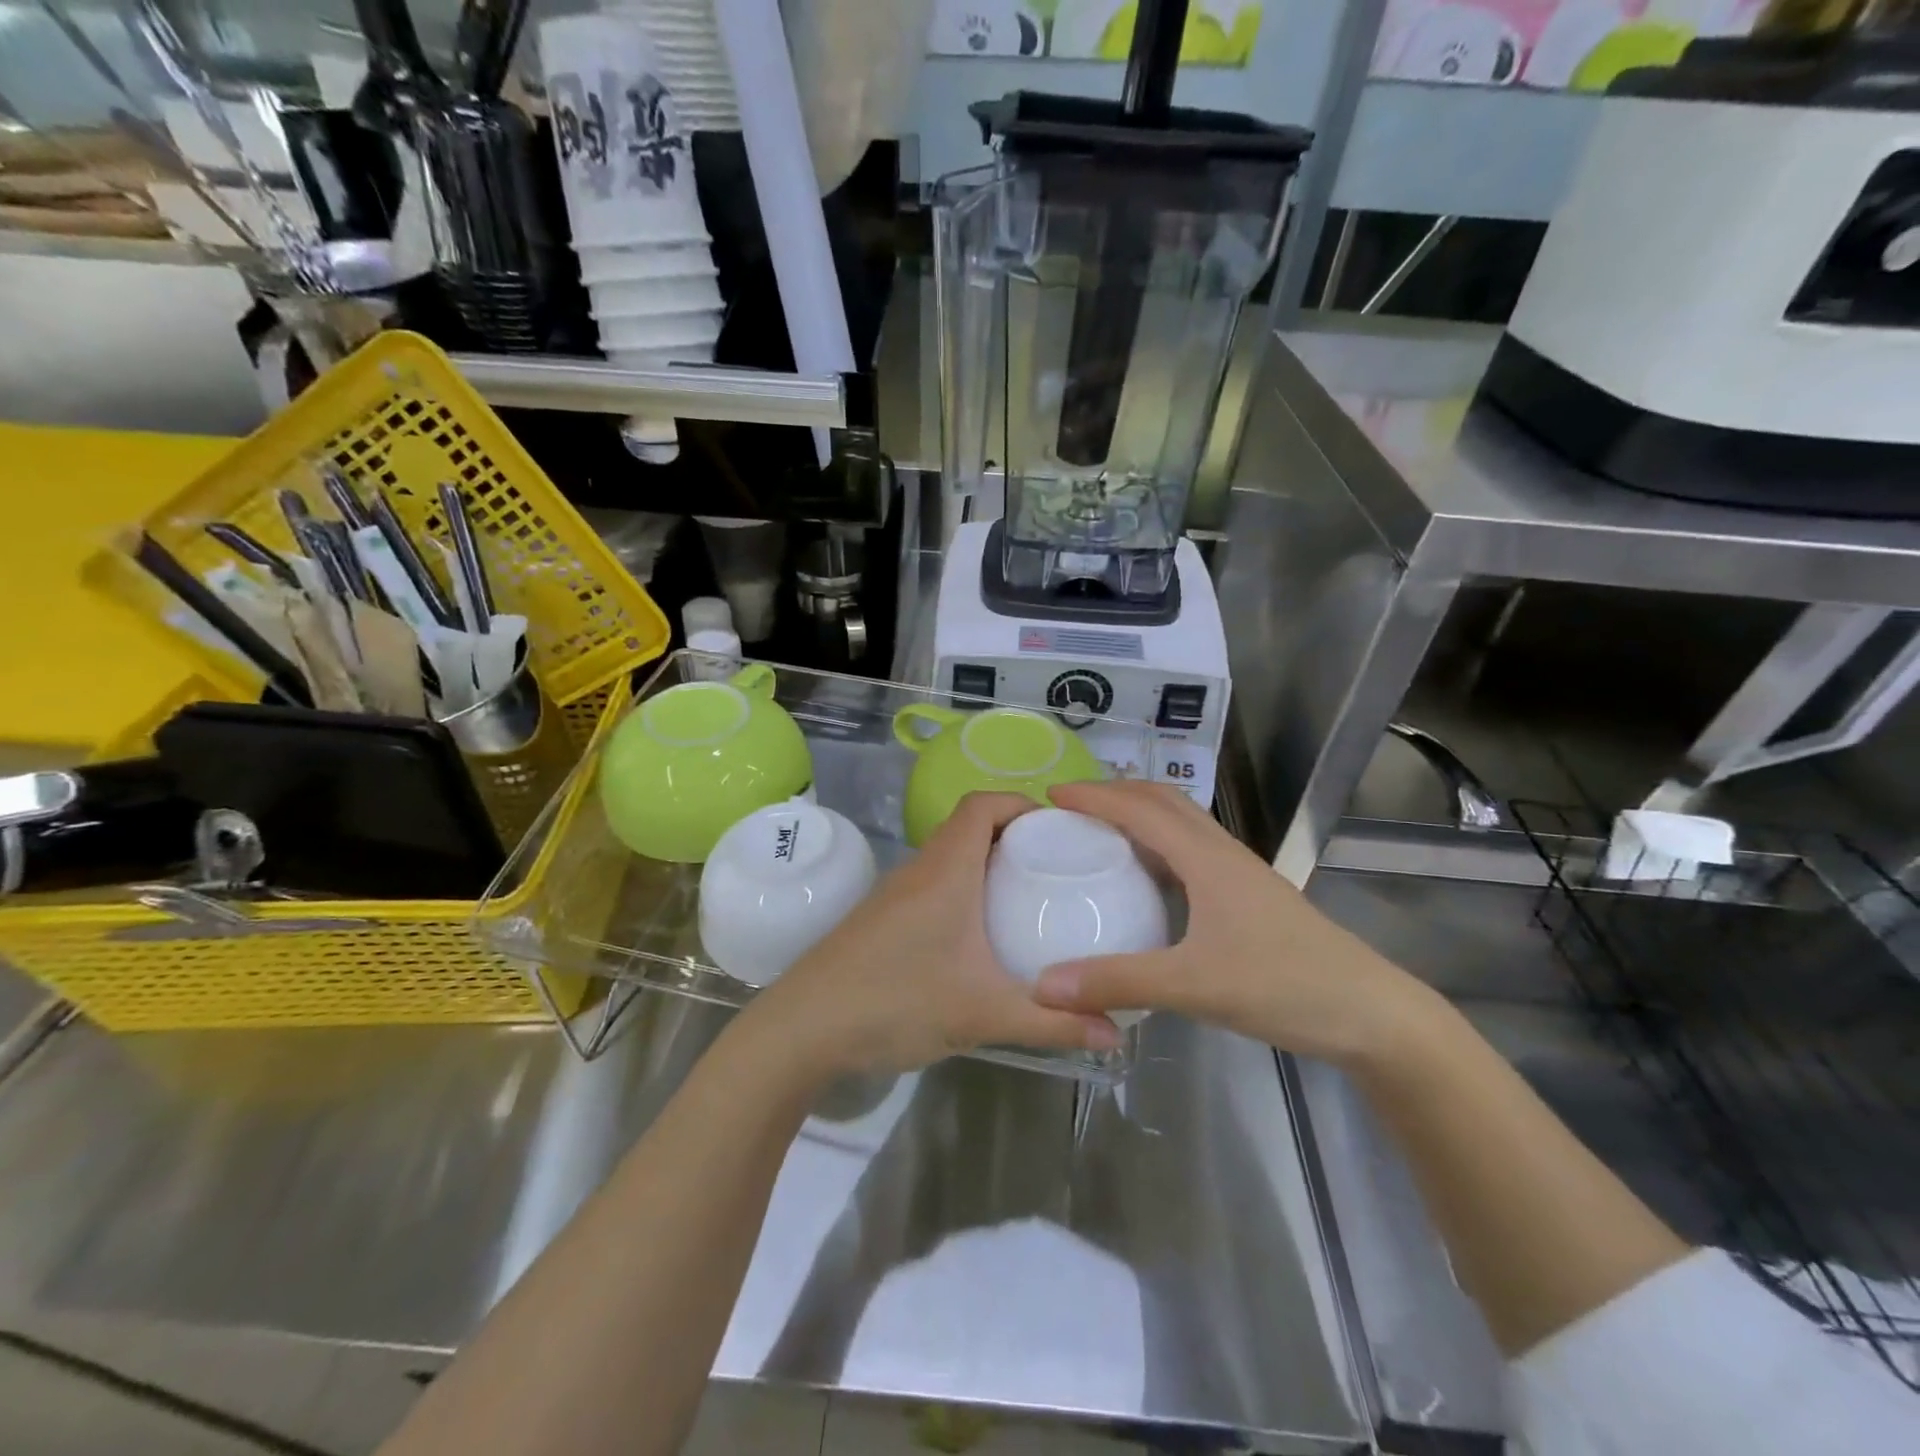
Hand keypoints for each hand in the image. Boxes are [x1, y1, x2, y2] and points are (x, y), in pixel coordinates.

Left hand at [743, 792, 1121, 1077]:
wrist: (802, 1029)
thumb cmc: (896, 1002)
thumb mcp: (982, 1014)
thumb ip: (1051, 1023)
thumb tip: (1115, 1035)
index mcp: (946, 870)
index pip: (982, 804)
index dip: (1021, 803)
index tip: (1060, 829)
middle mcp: (919, 870)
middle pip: (969, 826)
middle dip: (1014, 836)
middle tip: (1057, 867)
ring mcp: (895, 894)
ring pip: (949, 857)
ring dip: (987, 865)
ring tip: (1028, 897)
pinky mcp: (881, 919)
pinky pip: (933, 885)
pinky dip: (964, 891)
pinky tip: (980, 936)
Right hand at [1032, 781, 1432, 1065]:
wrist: (1371, 1013)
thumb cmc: (1284, 986)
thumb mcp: (1194, 986)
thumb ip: (1118, 982)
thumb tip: (1043, 986)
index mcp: (1206, 858)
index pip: (1140, 809)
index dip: (1094, 797)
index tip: (1049, 797)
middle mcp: (1221, 853)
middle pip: (1163, 800)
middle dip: (1115, 793)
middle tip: (1071, 810)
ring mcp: (1239, 873)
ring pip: (1181, 823)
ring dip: (1139, 815)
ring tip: (1098, 834)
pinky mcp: (1248, 896)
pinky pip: (1191, 851)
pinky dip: (1158, 846)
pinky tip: (1145, 880)